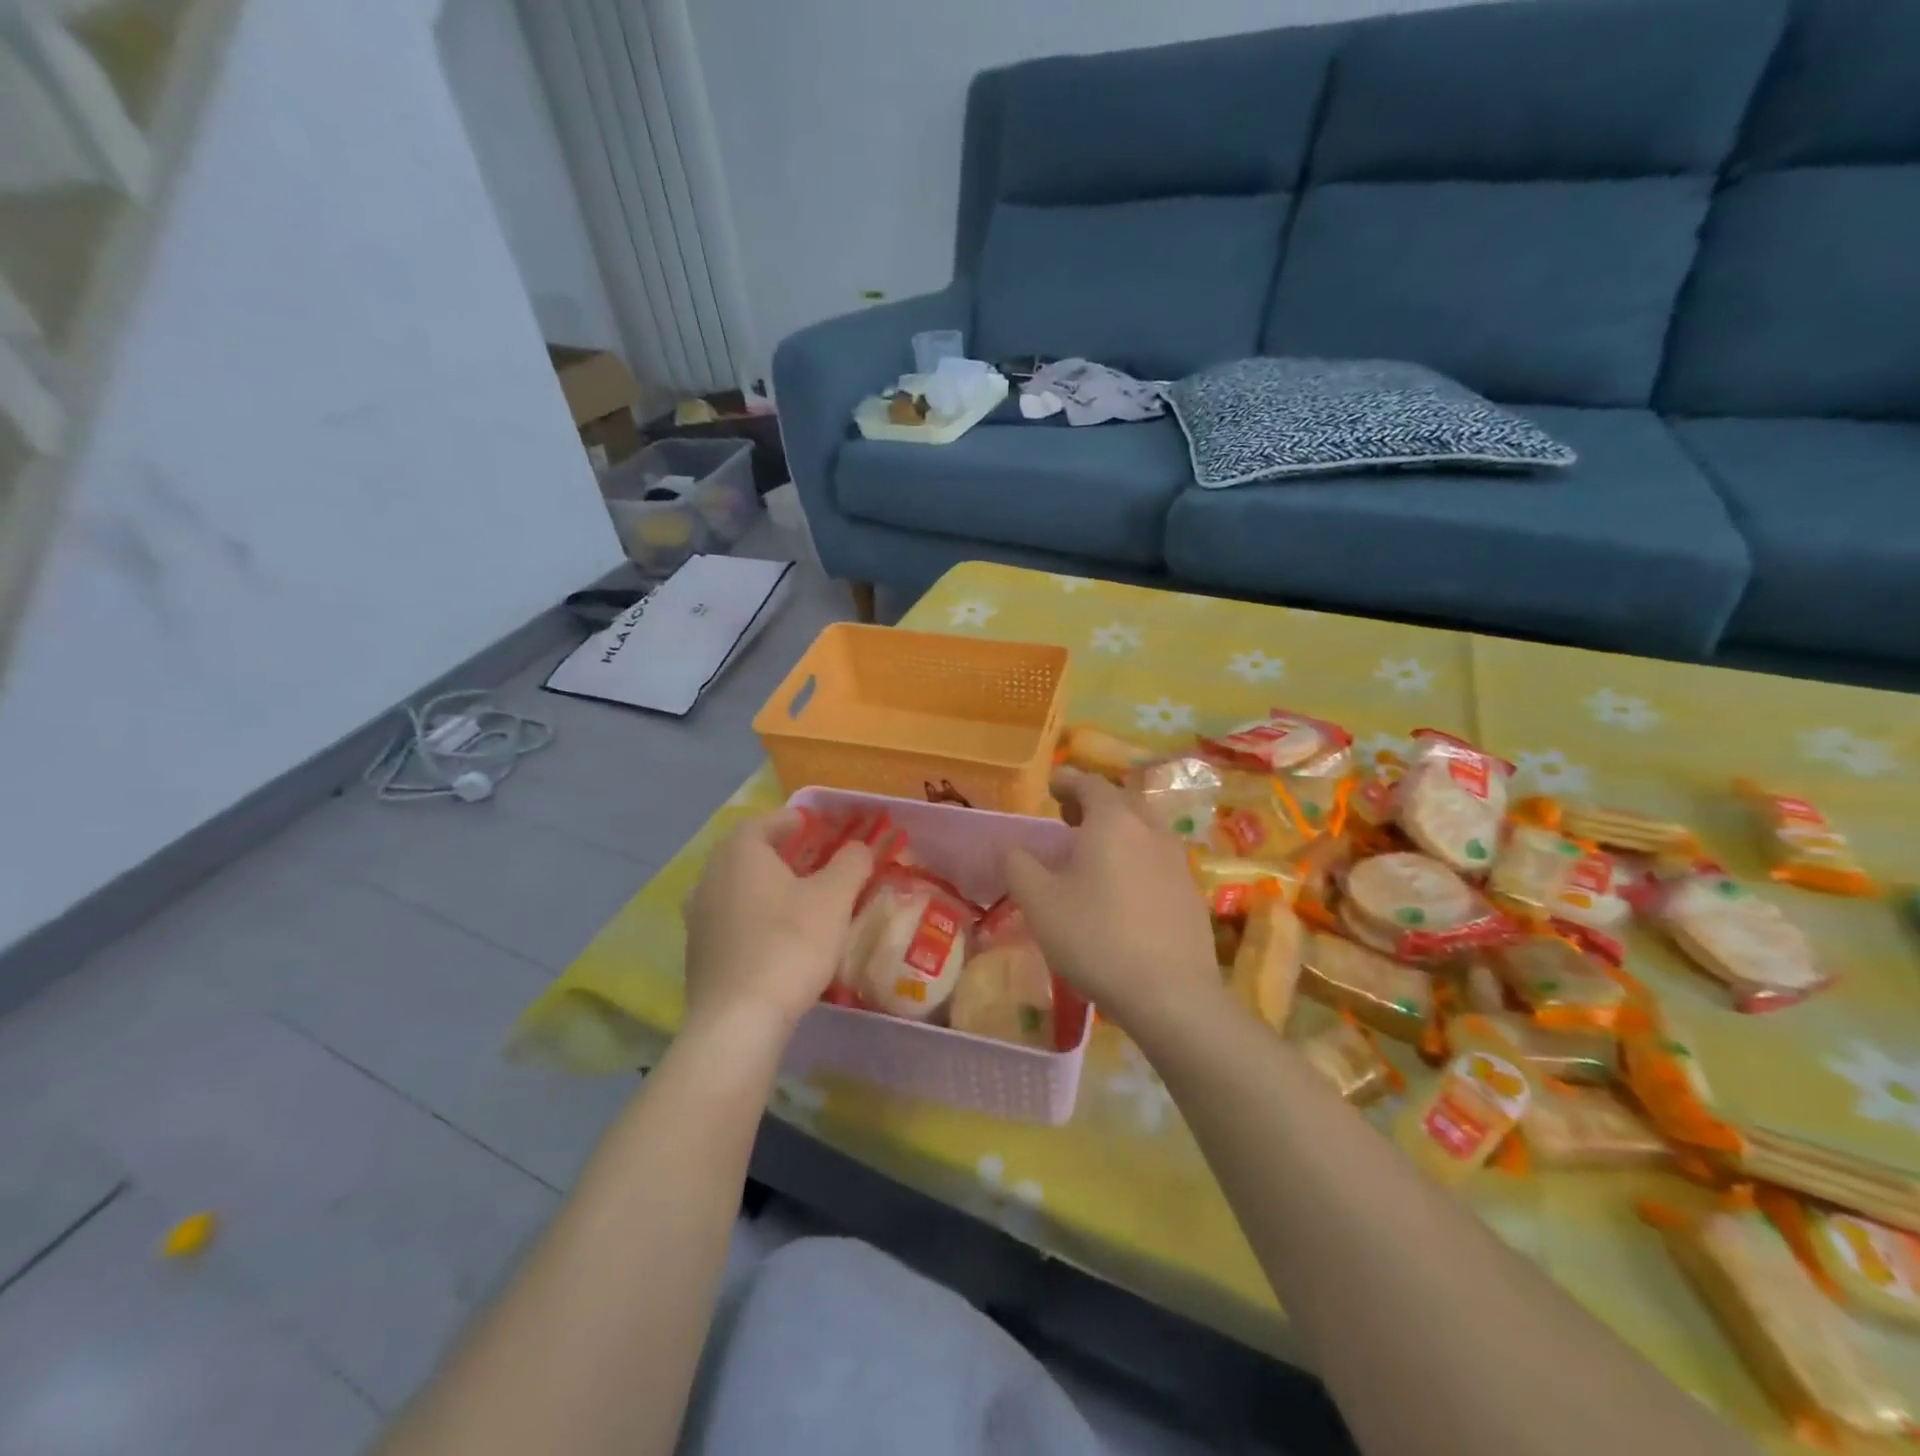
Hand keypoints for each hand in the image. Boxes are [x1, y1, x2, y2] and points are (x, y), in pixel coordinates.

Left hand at [682, 811, 872, 1037]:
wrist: (738, 1020)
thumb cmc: (790, 944)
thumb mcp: (834, 898)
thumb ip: (851, 863)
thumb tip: (859, 847)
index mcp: (739, 853)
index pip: (764, 822)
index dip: (793, 821)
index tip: (816, 827)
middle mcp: (709, 877)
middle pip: (746, 853)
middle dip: (779, 853)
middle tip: (812, 860)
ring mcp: (697, 917)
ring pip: (735, 888)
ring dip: (764, 886)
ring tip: (796, 898)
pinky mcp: (696, 953)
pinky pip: (728, 920)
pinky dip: (752, 917)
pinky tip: (776, 937)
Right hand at [1005, 769, 1219, 1037]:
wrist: (1170, 993)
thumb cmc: (1096, 937)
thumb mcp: (1039, 902)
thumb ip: (1020, 866)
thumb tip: (1015, 850)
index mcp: (1113, 821)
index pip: (1089, 783)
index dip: (1068, 781)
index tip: (1052, 786)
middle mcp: (1150, 829)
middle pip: (1122, 801)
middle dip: (1094, 803)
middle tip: (1069, 819)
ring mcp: (1177, 861)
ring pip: (1144, 830)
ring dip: (1118, 831)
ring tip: (1094, 855)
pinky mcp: (1191, 893)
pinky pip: (1158, 860)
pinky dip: (1136, 859)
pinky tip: (1123, 891)